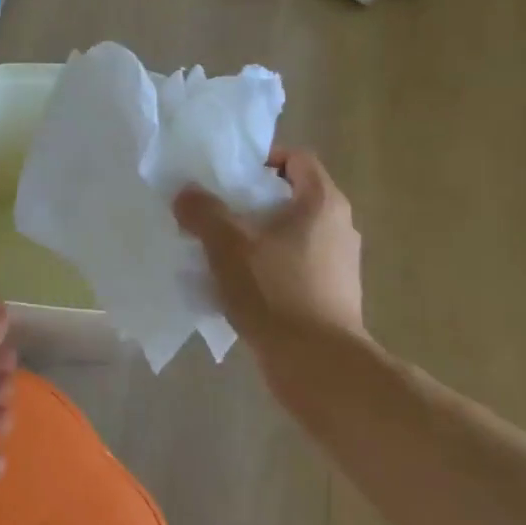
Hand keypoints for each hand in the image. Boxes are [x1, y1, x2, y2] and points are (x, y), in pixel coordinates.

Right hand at [173, 149, 365, 364]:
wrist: (318, 364)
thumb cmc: (275, 291)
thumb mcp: (227, 244)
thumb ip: (202, 211)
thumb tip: (186, 193)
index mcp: (322, 203)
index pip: (296, 159)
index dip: (261, 160)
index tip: (228, 178)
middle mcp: (339, 227)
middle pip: (290, 197)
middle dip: (250, 203)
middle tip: (215, 213)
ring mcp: (339, 264)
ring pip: (289, 235)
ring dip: (255, 238)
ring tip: (220, 252)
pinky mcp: (332, 296)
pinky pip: (293, 267)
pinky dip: (266, 269)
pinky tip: (237, 286)